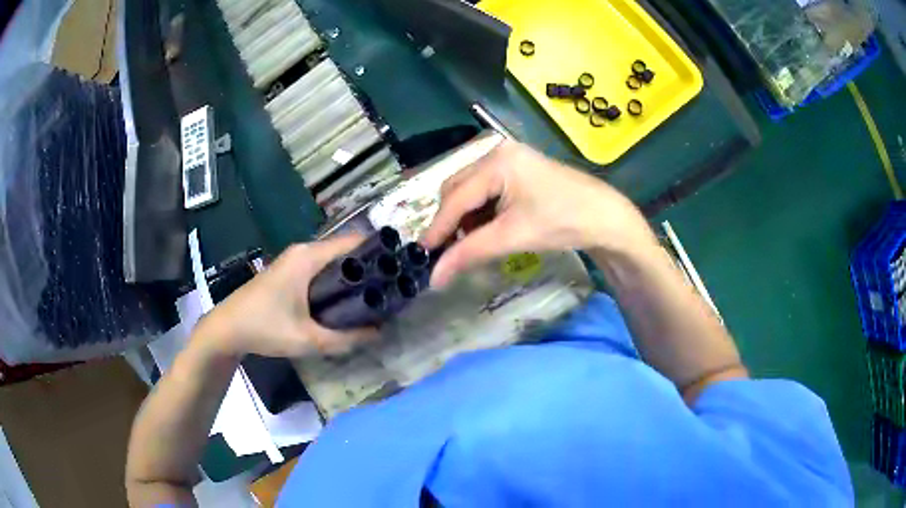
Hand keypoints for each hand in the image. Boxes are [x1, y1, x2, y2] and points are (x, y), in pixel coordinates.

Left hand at [193, 236, 376, 358]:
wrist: (227, 329)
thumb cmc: (265, 327)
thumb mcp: (308, 339)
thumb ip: (346, 338)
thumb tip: (380, 333)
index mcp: (308, 257)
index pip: (353, 242)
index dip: (379, 252)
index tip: (399, 270)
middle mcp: (302, 251)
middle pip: (345, 250)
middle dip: (368, 267)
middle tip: (390, 290)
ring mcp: (293, 261)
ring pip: (332, 261)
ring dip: (352, 275)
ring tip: (374, 296)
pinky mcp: (288, 272)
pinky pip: (320, 269)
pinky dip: (336, 280)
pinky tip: (344, 301)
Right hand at [422, 140, 657, 286]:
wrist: (606, 218)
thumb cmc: (563, 222)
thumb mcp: (512, 237)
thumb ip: (469, 254)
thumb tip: (433, 279)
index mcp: (496, 161)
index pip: (455, 198)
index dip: (437, 229)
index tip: (422, 255)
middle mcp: (496, 152)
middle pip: (458, 189)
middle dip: (451, 222)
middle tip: (448, 252)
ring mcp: (508, 159)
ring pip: (469, 191)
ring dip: (465, 218)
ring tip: (472, 244)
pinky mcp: (516, 169)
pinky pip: (485, 190)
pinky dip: (480, 213)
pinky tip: (487, 230)